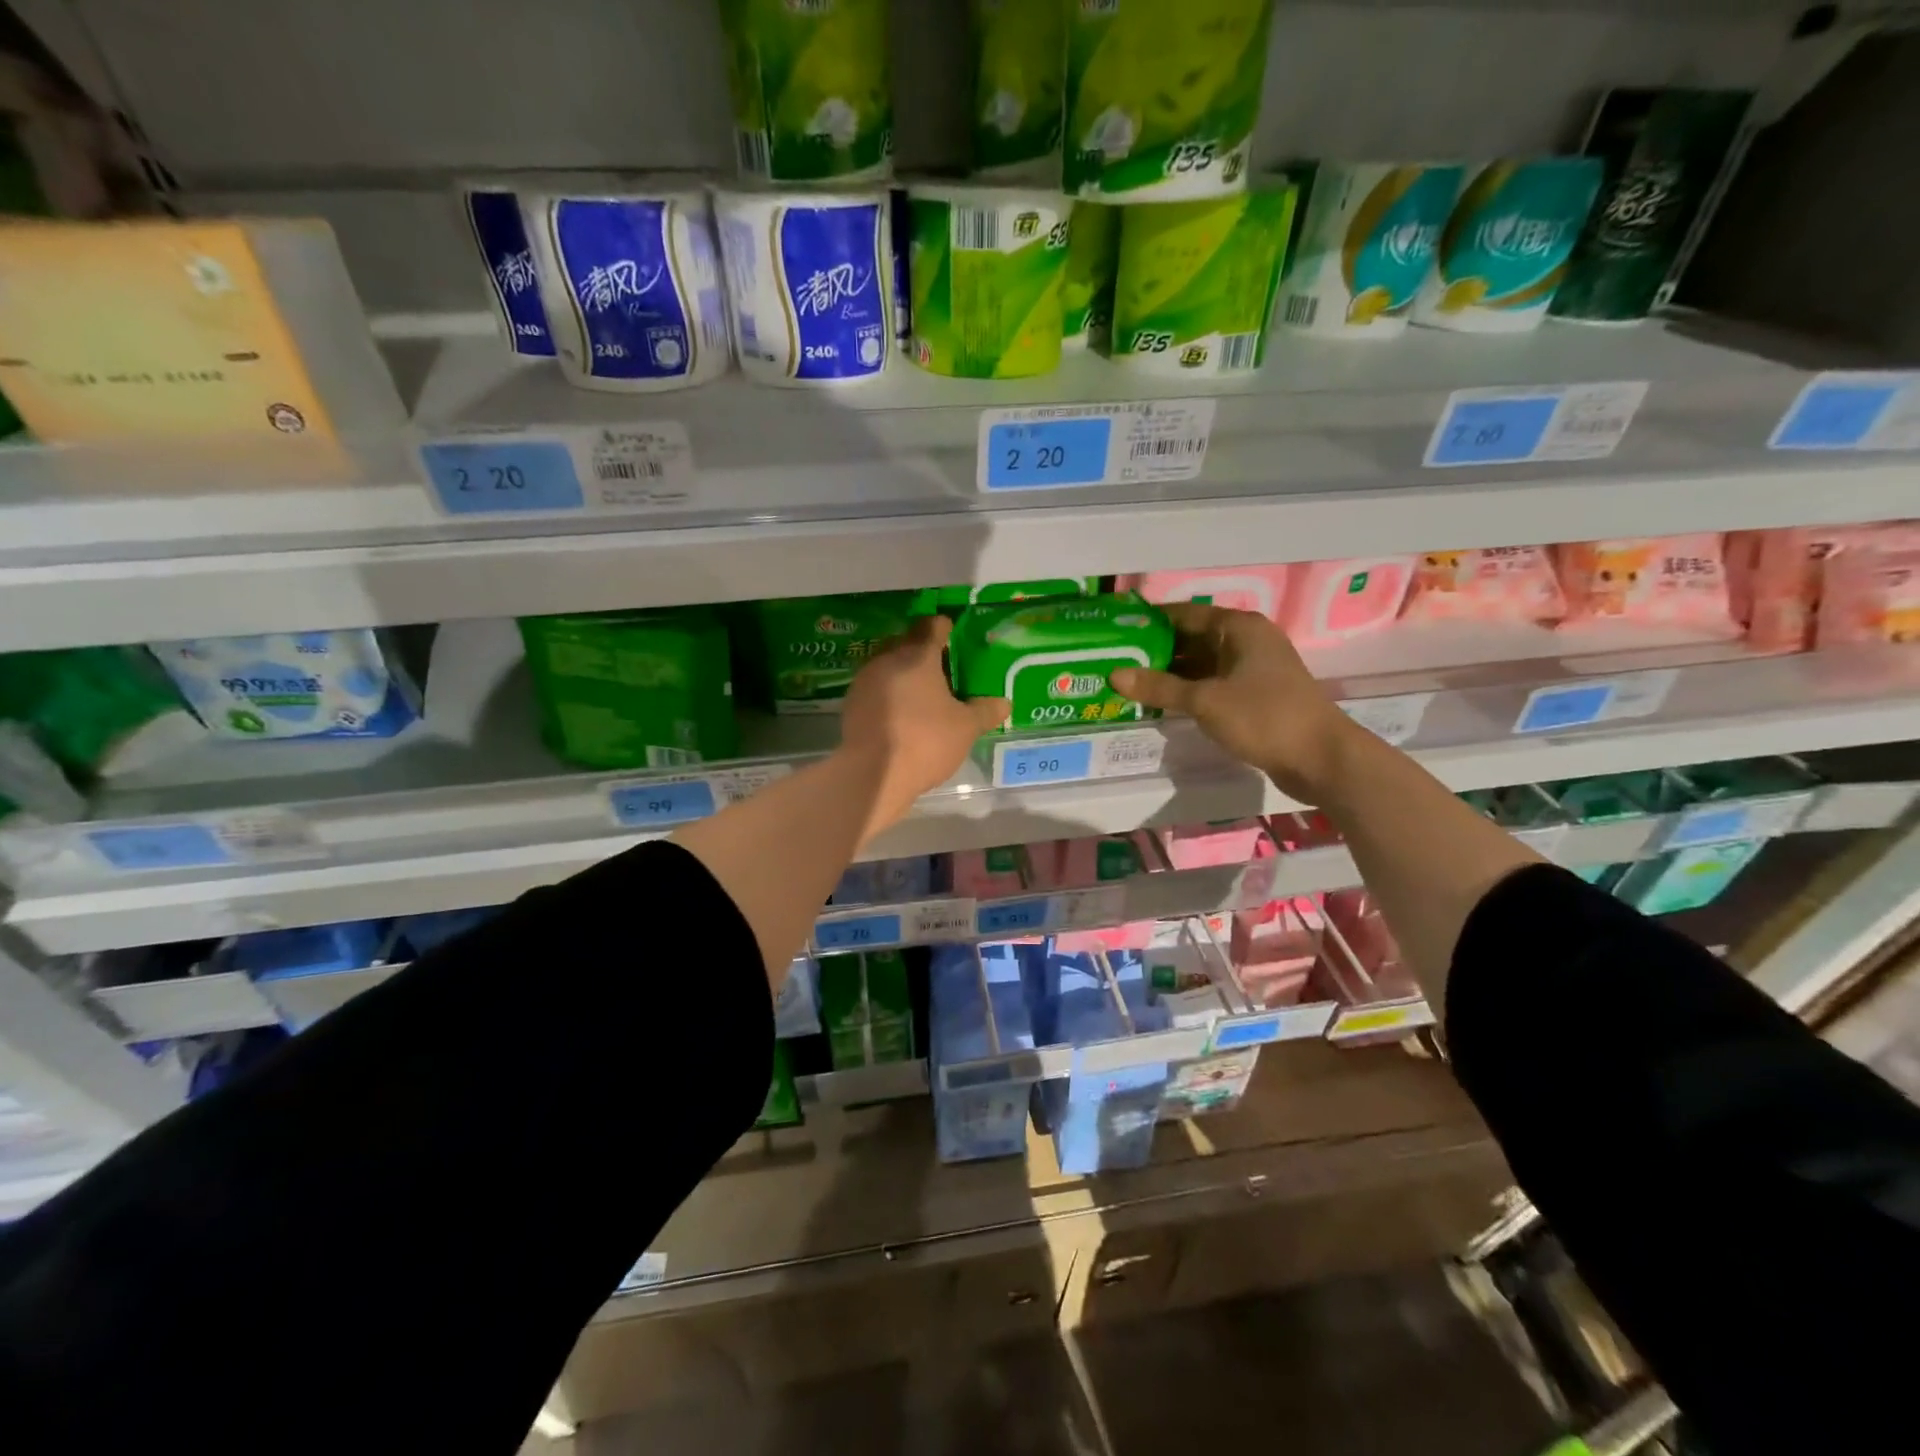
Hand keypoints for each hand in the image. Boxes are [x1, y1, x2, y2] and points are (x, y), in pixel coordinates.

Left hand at [839, 615, 1009, 825]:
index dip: (943, 627)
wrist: (874, 775)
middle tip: (942, 667)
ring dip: (904, 673)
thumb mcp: (965, 728)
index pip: (931, 627)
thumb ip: (984, 711)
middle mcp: (887, 660)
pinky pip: (876, 689)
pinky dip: (890, 694)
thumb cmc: (926, 741)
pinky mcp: (852, 705)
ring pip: (888, 666)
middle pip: (906, 643)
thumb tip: (1004, 703)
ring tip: (923, 692)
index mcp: (917, 656)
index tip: (952, 632)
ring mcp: (865, 682)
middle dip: (922, 651)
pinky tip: (902, 713)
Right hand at [1110, 602, 1355, 801]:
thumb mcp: (1204, 700)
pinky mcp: (1255, 695)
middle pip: (1191, 638)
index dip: (1149, 621)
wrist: (1320, 758)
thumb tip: (1114, 675)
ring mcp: (1253, 669)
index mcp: (1238, 627)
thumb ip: (1159, 687)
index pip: (1184, 614)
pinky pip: (1212, 683)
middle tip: (1114, 660)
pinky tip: (1161, 703)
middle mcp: (1246, 640)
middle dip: (1154, 650)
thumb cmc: (1263, 717)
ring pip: (1201, 663)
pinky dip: (1188, 690)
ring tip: (1129, 682)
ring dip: (1169, 673)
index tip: (1115, 630)